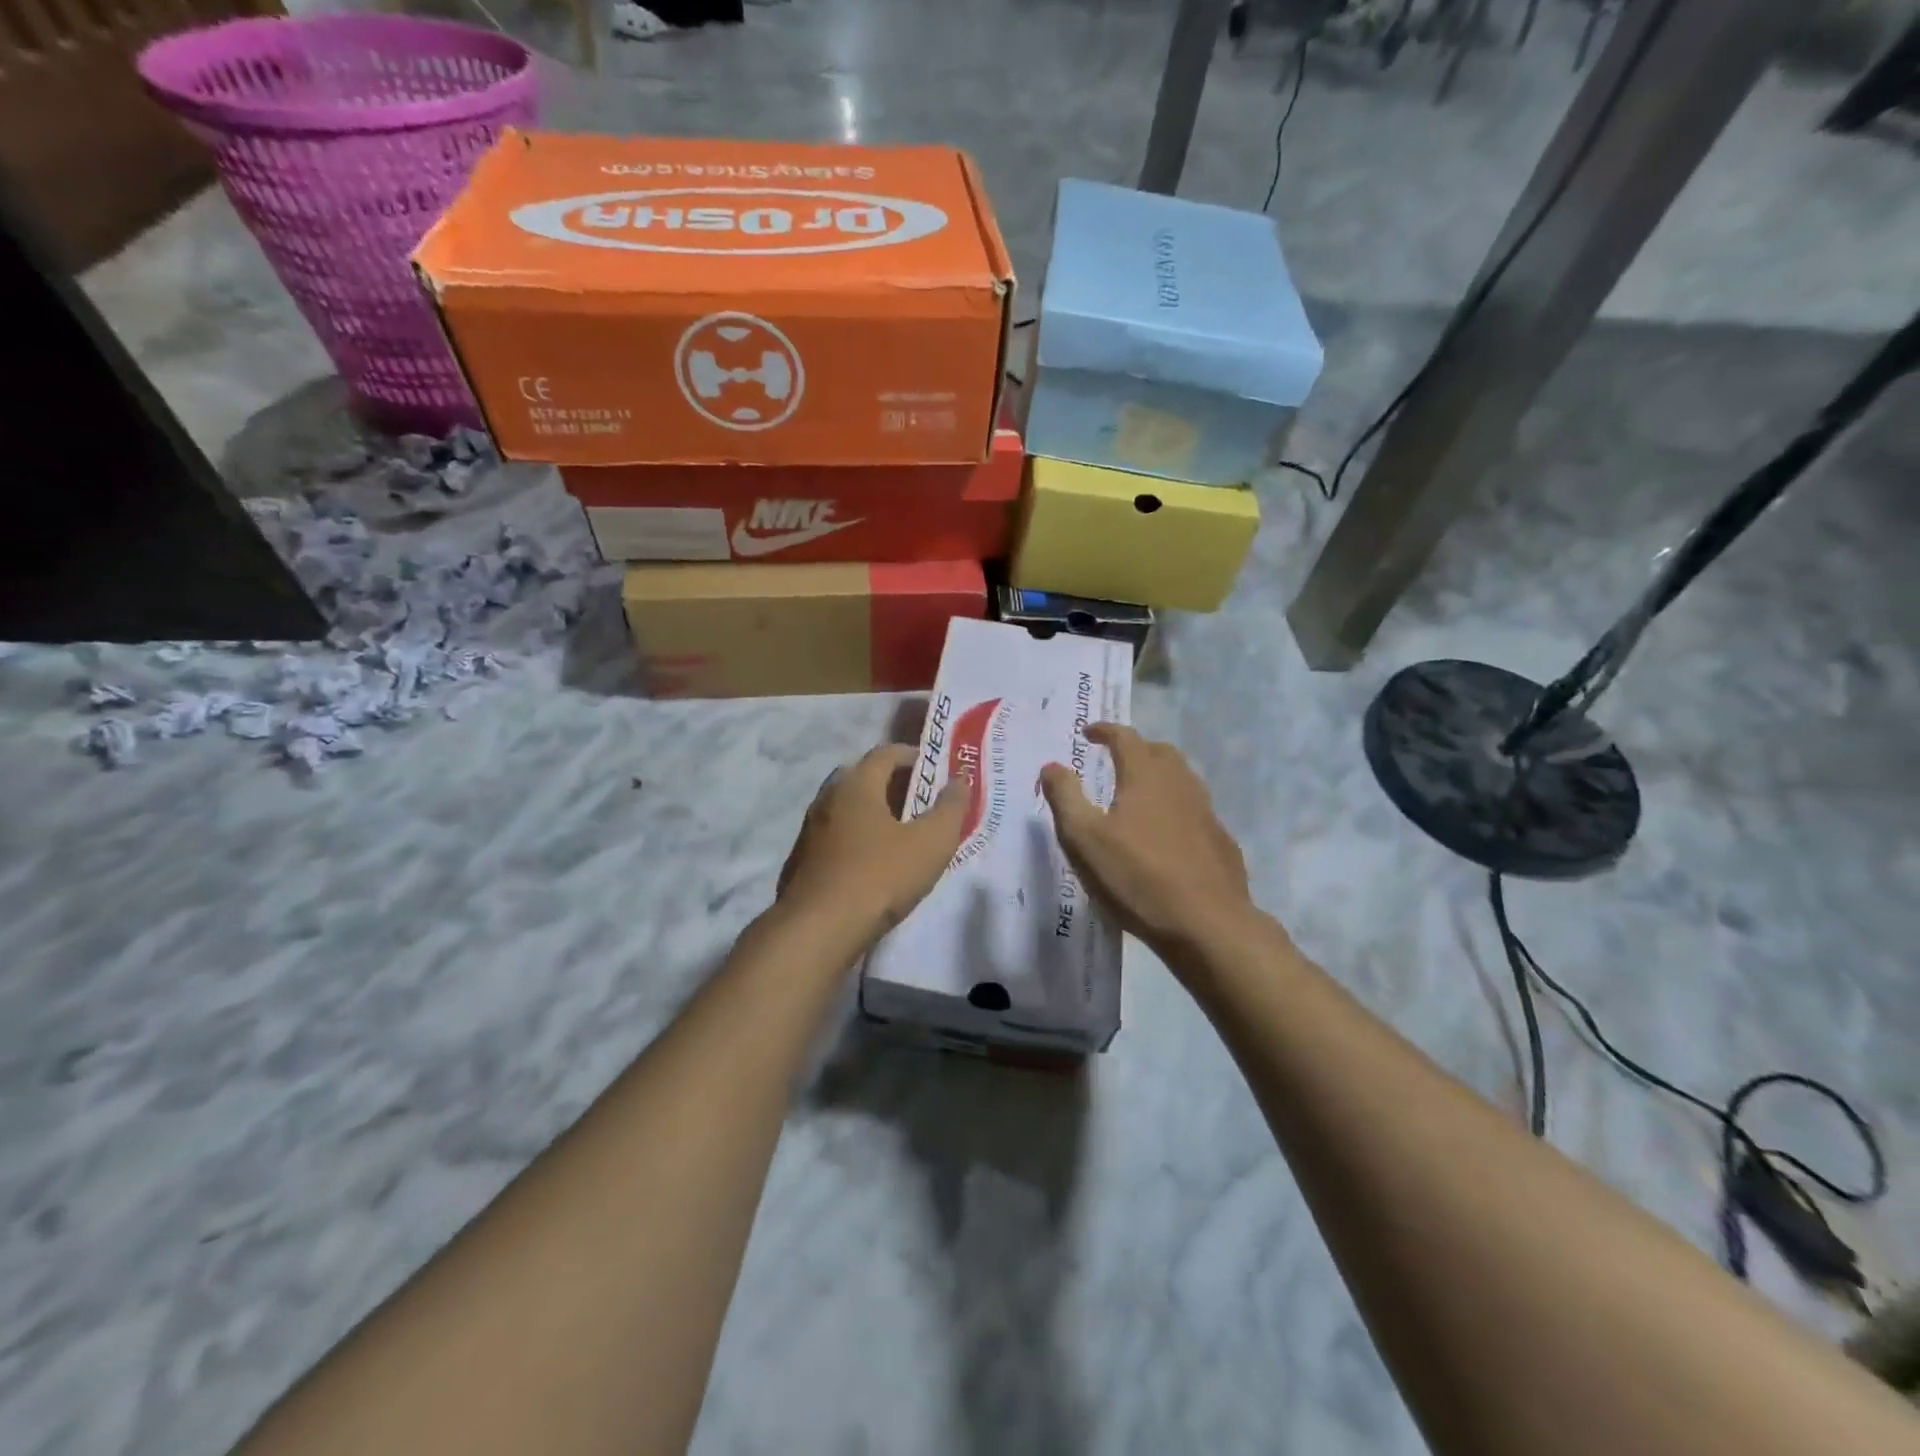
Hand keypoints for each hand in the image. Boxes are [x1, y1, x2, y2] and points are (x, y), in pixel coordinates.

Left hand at [776, 744, 968, 944]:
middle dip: (892, 783)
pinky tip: (872, 862)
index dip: (913, 755)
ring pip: (846, 807)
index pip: (886, 752)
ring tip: (900, 833)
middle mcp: (828, 797)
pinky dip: (856, 836)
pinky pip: (835, 835)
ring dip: (873, 811)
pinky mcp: (802, 859)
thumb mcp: (931, 843)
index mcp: (857, 784)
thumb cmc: (880, 877)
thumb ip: (950, 808)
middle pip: (863, 776)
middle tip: (920, 801)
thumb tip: (959, 781)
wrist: (818, 929)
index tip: (934, 770)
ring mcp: (810, 828)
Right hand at [1040, 724, 1261, 961]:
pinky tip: (1166, 835)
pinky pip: (1194, 811)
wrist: (1207, 924)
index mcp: (1146, 776)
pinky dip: (1175, 809)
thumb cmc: (1137, 877)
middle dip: (1135, 749)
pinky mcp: (1221, 841)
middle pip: (1159, 752)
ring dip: (1158, 777)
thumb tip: (1052, 766)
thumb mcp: (1084, 838)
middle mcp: (1180, 784)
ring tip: (1138, 796)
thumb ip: (1065, 797)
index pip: (1125, 737)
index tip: (1088, 732)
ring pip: (1182, 780)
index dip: (1105, 730)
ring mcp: (1207, 812)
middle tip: (1114, 761)